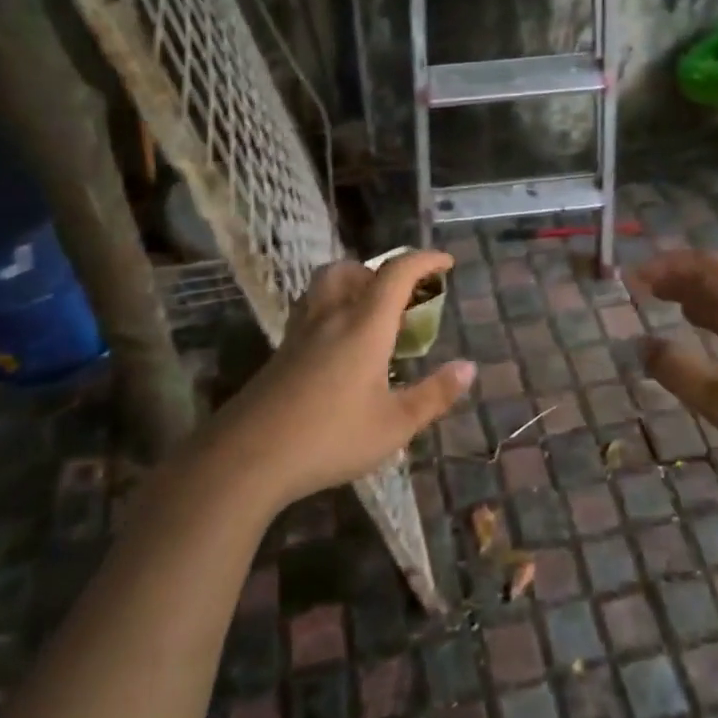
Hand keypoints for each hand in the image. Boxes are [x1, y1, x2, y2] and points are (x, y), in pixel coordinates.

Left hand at [199, 250, 476, 508]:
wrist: (248, 457)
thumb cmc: (331, 438)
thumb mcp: (395, 424)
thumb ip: (434, 395)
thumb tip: (469, 368)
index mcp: (364, 325)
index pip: (396, 274)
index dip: (424, 260)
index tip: (446, 262)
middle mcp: (330, 317)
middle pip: (351, 269)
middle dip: (381, 271)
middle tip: (402, 297)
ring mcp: (299, 333)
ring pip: (324, 286)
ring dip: (352, 285)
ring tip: (372, 315)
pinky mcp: (281, 353)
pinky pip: (311, 311)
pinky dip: (332, 310)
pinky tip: (340, 347)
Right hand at [630, 250, 717, 521]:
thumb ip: (679, 371)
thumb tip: (642, 344)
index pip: (711, 268)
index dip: (669, 265)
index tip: (633, 279)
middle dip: (680, 278)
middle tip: (642, 290)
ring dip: (698, 299)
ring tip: (664, 305)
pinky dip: (716, 322)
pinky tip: (705, 337)